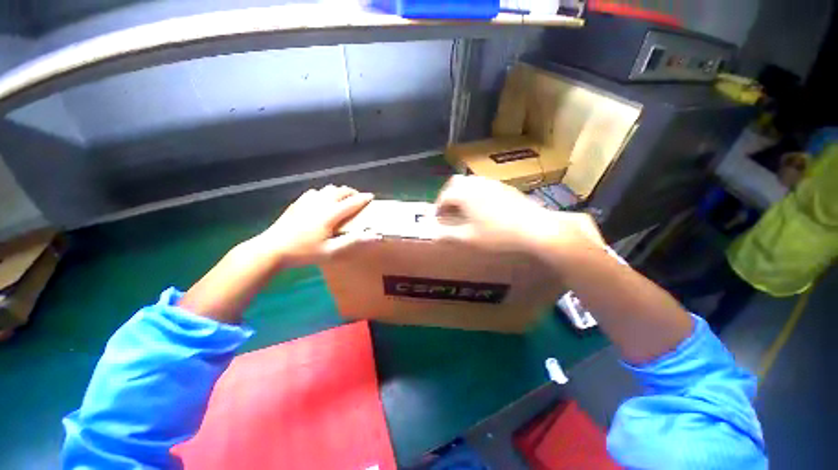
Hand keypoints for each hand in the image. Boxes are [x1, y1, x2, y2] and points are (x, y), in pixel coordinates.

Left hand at [256, 185, 374, 267]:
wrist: (272, 249)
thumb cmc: (304, 252)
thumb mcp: (331, 251)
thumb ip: (354, 242)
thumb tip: (375, 235)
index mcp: (330, 214)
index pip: (352, 202)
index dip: (363, 198)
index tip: (371, 197)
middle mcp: (320, 203)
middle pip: (340, 191)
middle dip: (352, 192)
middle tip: (358, 199)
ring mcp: (307, 201)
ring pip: (328, 189)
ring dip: (339, 192)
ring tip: (343, 199)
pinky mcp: (298, 203)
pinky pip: (315, 192)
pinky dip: (324, 193)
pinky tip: (323, 201)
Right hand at [434, 175, 604, 255]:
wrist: (535, 229)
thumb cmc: (498, 236)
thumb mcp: (469, 239)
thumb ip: (448, 234)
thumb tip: (434, 233)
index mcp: (465, 194)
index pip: (444, 196)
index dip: (438, 208)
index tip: (437, 219)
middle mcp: (476, 183)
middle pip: (455, 183)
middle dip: (448, 196)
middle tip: (448, 210)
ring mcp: (492, 183)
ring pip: (469, 182)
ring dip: (461, 193)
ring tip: (463, 209)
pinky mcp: (504, 187)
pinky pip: (482, 185)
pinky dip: (475, 193)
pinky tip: (481, 207)